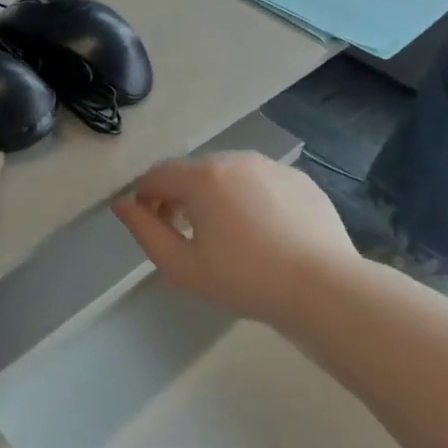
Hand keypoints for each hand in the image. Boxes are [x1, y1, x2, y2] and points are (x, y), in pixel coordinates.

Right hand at [112, 154, 354, 325]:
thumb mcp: (182, 266)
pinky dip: (249, 200)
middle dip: (179, 197)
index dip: (145, 198)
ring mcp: (271, 166)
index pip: (157, 176)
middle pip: (192, 173)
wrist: (324, 288)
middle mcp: (235, 160)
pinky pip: (260, 183)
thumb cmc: (245, 279)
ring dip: (214, 197)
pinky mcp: (300, 179)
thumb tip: (123, 204)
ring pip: (228, 175)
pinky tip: (262, 233)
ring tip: (226, 236)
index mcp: (203, 177)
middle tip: (187, 236)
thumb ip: (145, 231)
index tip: (151, 226)